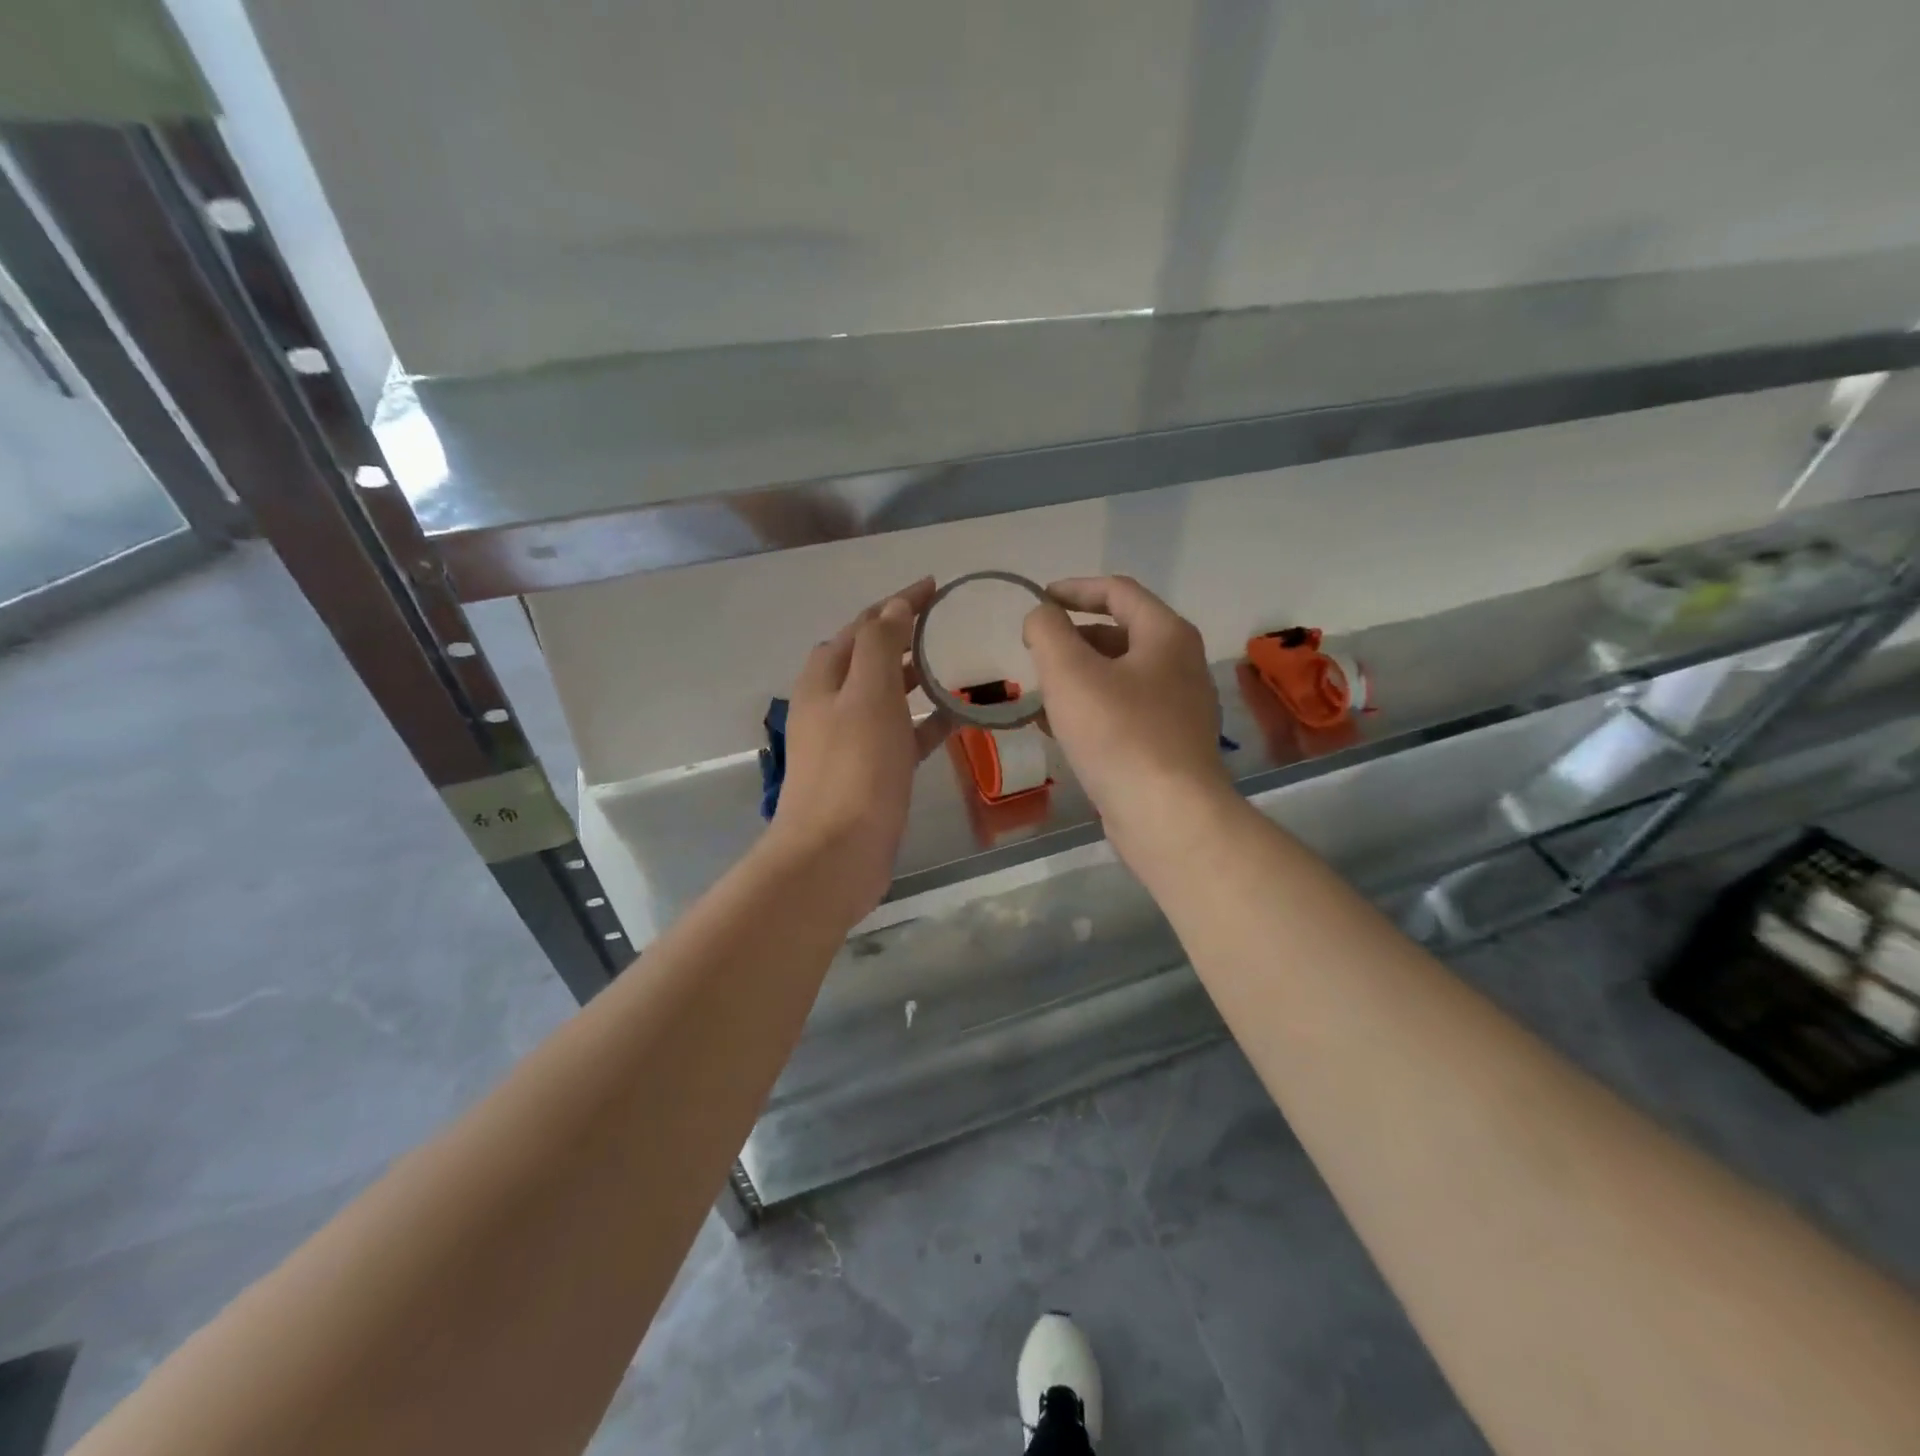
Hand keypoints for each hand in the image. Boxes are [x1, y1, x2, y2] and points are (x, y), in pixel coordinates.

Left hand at [769, 578, 950, 922]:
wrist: (835, 854)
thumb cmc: (855, 768)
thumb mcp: (868, 694)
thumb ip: (880, 644)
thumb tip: (894, 606)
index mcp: (824, 678)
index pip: (863, 625)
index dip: (896, 602)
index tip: (934, 586)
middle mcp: (831, 705)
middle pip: (870, 657)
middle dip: (905, 637)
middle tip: (948, 625)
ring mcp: (849, 741)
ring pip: (886, 698)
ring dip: (916, 679)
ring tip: (957, 665)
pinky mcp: (869, 774)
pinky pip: (901, 736)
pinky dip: (925, 723)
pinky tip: (956, 718)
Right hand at [1022, 575, 1230, 848]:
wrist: (1166, 815)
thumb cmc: (1118, 733)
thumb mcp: (1069, 671)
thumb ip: (1047, 630)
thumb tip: (1041, 617)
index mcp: (1166, 635)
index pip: (1118, 591)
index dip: (1074, 589)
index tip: (1038, 601)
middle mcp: (1181, 664)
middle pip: (1120, 634)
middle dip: (1072, 639)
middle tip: (1035, 654)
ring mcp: (1180, 708)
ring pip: (1119, 677)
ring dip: (1078, 678)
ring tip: (1039, 695)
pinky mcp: (1170, 745)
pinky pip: (1124, 712)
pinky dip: (1091, 710)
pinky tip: (1060, 732)